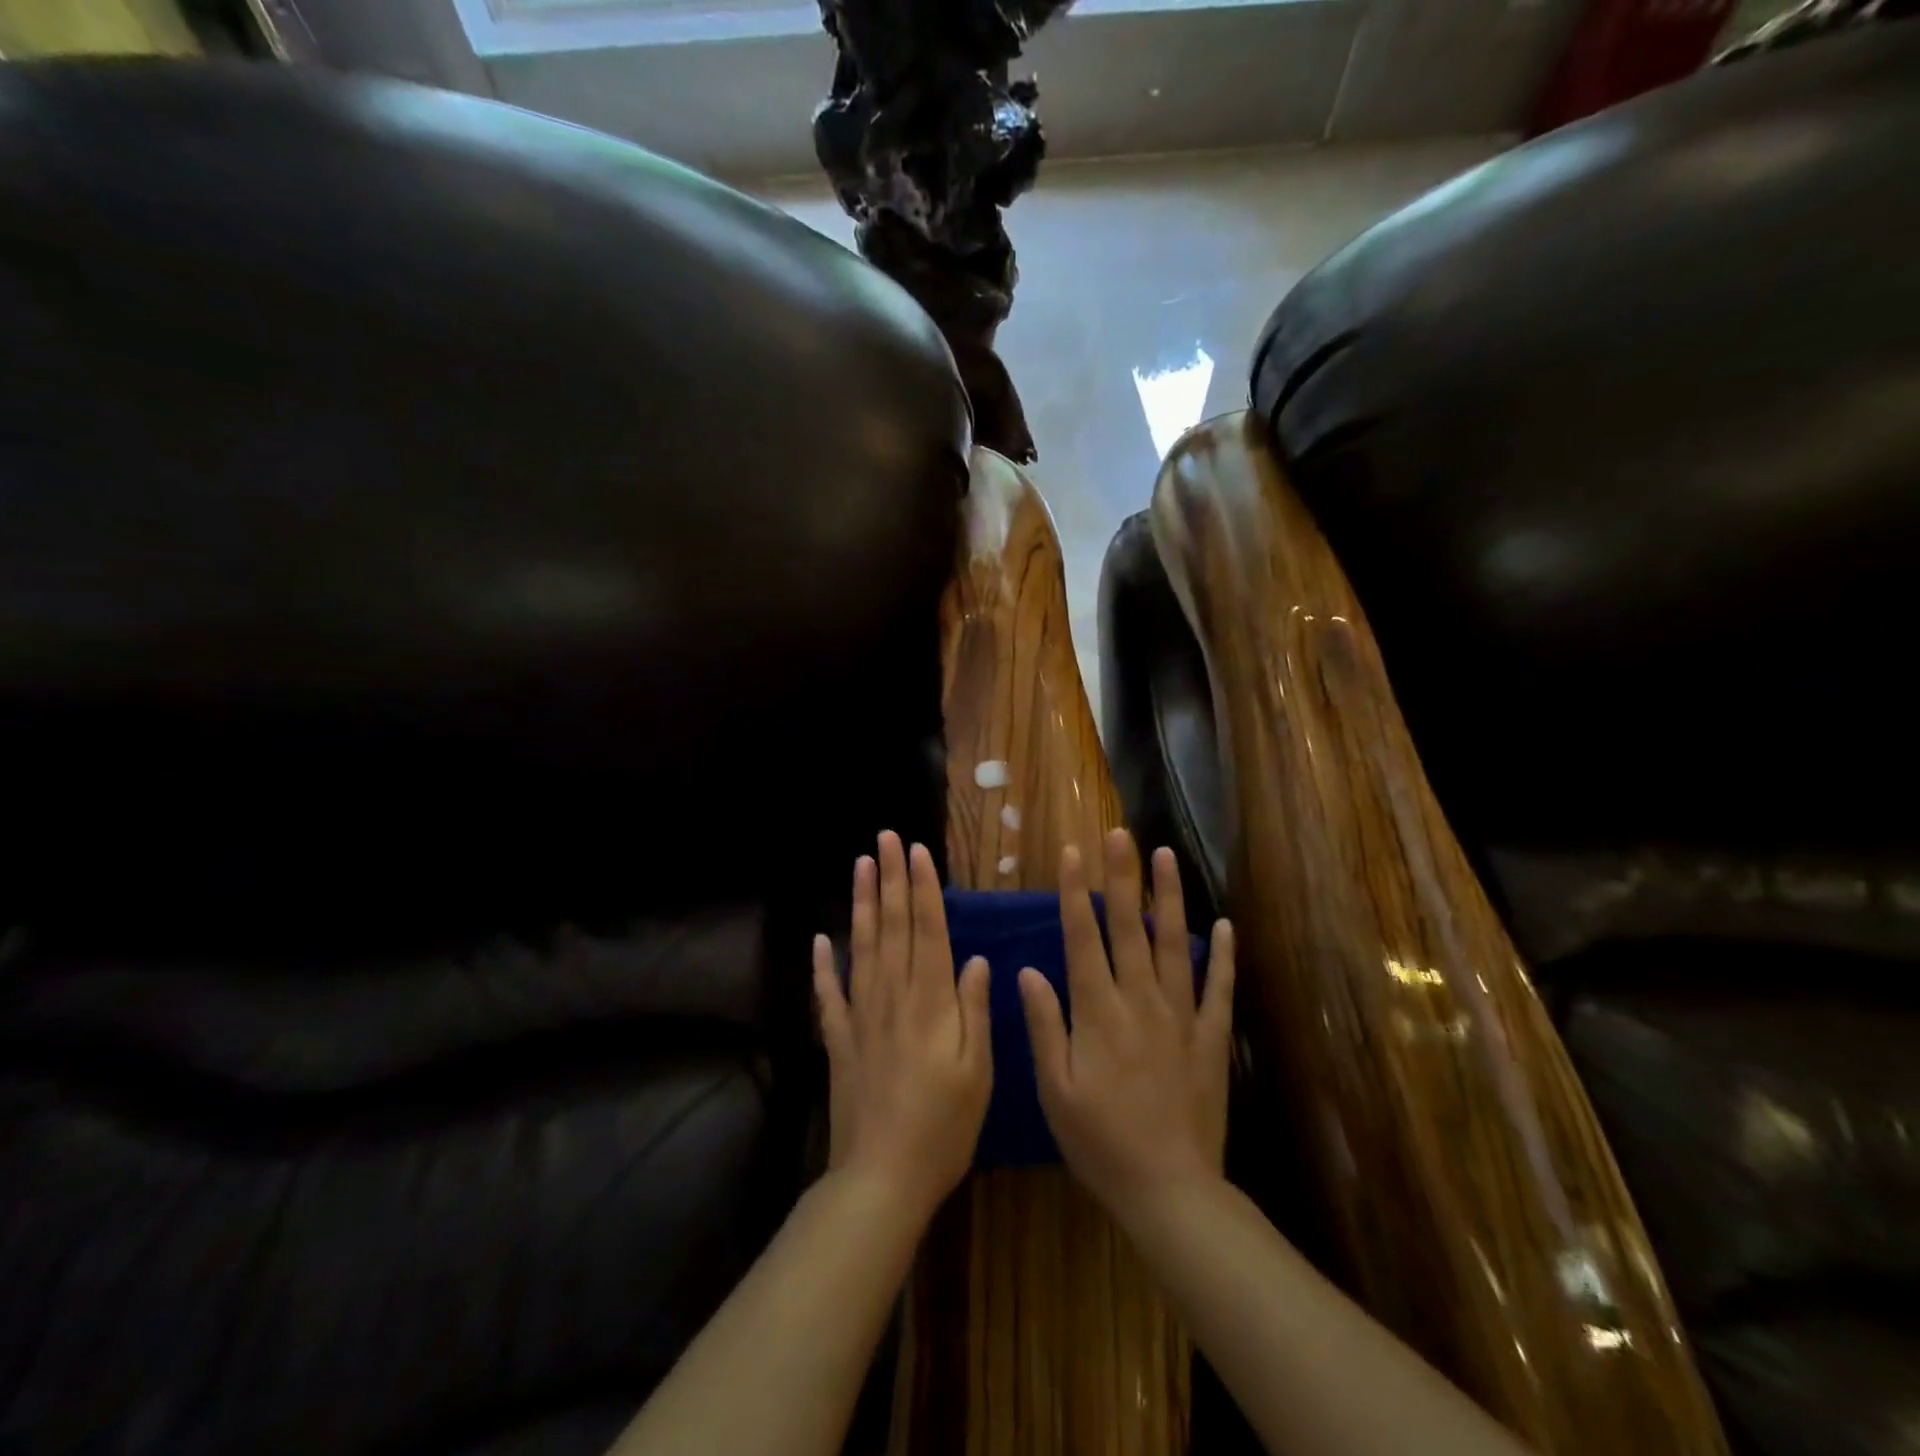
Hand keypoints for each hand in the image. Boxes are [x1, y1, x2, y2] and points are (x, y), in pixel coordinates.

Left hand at [813, 831, 992, 1221]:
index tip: (918, 851)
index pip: (928, 931)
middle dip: (891, 879)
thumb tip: (975, 958)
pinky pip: (828, 995)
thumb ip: (974, 1010)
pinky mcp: (840, 1041)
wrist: (882, 1177)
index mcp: (932, 1002)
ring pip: (862, 947)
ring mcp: (861, 1016)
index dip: (923, 889)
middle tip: (886, 838)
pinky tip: (819, 940)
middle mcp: (894, 997)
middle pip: (892, 926)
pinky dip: (822, 965)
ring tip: (860, 866)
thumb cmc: (944, 1127)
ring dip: (861, 904)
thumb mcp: (978, 1071)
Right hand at [1018, 829, 1234, 1218]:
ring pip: (1174, 944)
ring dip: (1168, 898)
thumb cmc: (1100, 1142)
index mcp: (1098, 1011)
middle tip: (1121, 833)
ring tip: (1166, 857)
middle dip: (1121, 876)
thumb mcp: (1055, 1090)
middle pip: (1127, 927)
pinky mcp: (1209, 1038)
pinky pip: (1218, 989)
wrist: (1169, 1191)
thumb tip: (1029, 970)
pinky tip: (1225, 925)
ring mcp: (1180, 1016)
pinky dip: (1223, 956)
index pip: (1083, 937)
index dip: (1076, 891)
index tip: (1073, 851)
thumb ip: (1045, 1025)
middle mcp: (1140, 1001)